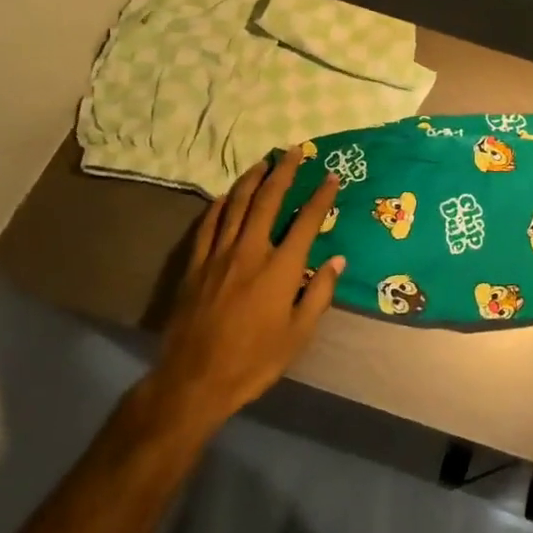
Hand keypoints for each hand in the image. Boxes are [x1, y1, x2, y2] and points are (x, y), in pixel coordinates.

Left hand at [155, 151, 343, 423]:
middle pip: (268, 200)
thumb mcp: (298, 335)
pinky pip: (208, 225)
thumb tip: (337, 260)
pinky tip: (225, 196)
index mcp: (280, 268)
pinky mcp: (195, 265)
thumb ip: (319, 293)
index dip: (321, 196)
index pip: (306, 221)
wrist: (194, 381)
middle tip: (294, 151)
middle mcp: (250, 251)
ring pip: (236, 205)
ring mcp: (219, 255)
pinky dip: (219, 205)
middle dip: (284, 172)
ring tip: (263, 162)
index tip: (331, 176)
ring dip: (252, 180)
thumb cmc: (254, 360)